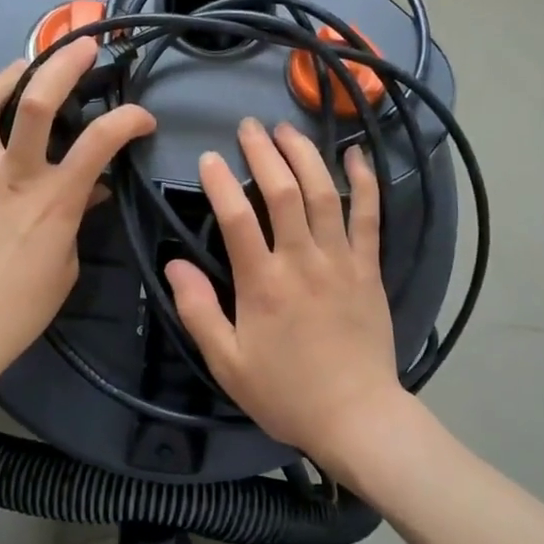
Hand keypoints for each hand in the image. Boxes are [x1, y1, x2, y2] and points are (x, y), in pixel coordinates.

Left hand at [0, 40, 155, 391]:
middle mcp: (14, 176)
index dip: (129, 118)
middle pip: (36, 103)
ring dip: (9, 74)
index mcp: (54, 202)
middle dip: (64, 64)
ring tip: (26, 66)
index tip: (144, 117)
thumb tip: (91, 188)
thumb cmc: (20, 307)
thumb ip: (79, 217)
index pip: (101, 141)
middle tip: (83, 46)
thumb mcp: (65, 264)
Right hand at [165, 118, 402, 472]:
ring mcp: (341, 260)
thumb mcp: (227, 363)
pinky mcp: (369, 268)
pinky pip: (370, 216)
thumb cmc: (286, 392)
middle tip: (249, 126)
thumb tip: (174, 265)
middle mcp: (303, 261)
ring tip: (288, 129)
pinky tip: (356, 154)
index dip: (220, 182)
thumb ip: (198, 311)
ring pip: (325, 193)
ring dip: (305, 155)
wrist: (357, 417)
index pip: (237, 218)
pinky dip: (365, 182)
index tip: (208, 158)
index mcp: (263, 284)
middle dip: (264, 152)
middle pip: (284, 192)